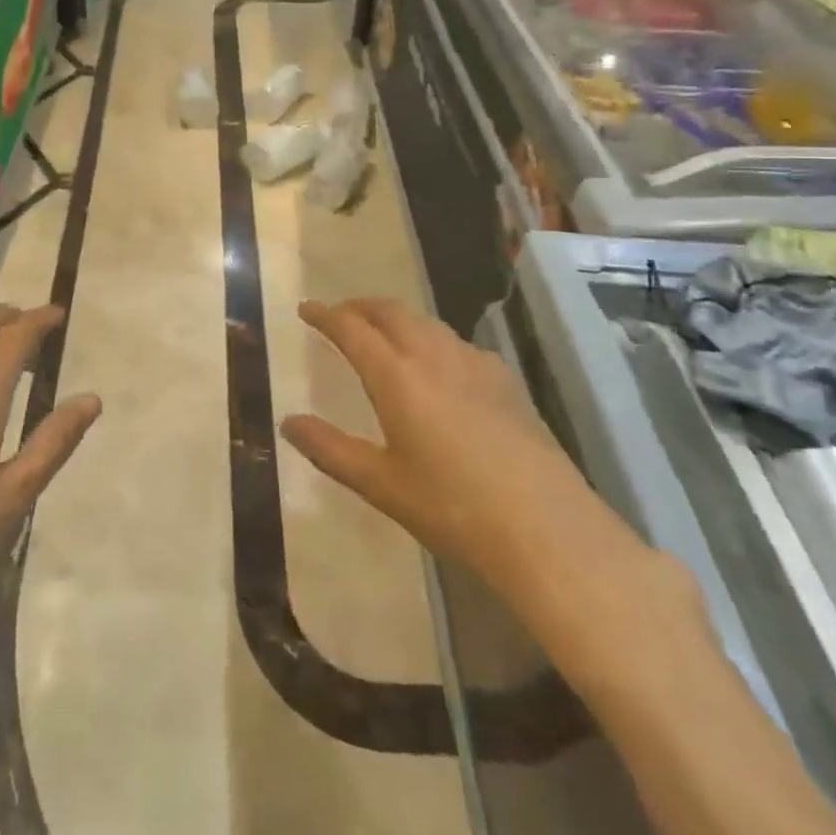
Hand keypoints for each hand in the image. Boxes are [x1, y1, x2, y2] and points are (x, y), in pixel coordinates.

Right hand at [285, 297, 706, 693]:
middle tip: (341, 315)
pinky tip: (439, 367)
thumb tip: (288, 422)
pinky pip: (457, 343)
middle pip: (390, 311)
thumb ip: (330, 449)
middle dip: (360, 306)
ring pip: (426, 322)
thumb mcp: (381, 484)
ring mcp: (474, 363)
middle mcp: (433, 355)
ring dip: (396, 318)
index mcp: (397, 375)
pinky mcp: (505, 380)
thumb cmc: (452, 509)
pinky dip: (432, 339)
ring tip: (383, 334)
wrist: (546, 528)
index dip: (325, 315)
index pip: (351, 329)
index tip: (306, 308)